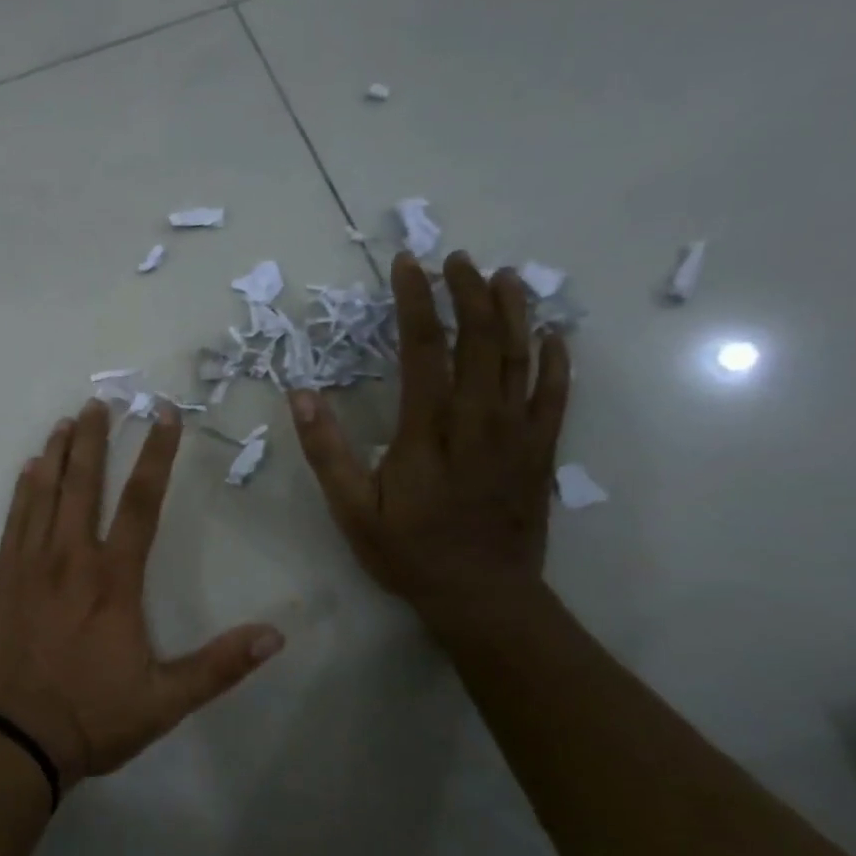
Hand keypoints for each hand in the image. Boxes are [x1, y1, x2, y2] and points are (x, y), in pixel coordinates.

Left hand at [0, 399, 285, 788]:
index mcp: (113, 581)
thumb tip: (276, 635)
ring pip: (44, 494)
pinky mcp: (0, 579)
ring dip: (57, 454)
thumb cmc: (92, 718)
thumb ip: (219, 666)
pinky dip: (23, 489)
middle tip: (100, 402)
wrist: (14, 740)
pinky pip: (13, 520)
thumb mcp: (166, 701)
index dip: (155, 455)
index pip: (141, 503)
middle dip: (95, 439)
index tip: (163, 416)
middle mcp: (70, 559)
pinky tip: (29, 469)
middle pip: (84, 484)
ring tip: (66, 422)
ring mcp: (29, 565)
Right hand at [290, 250, 570, 630]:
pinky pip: (555, 396)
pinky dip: (555, 361)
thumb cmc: (409, 552)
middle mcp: (478, 421)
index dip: (415, 301)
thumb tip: (300, 394)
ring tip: (505, 276)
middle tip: (457, 258)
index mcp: (427, 430)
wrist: (483, 597)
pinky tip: (553, 335)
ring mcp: (517, 434)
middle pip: (479, 341)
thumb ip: (326, 450)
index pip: (423, 349)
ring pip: (521, 359)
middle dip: (468, 293)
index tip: (408, 265)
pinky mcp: (540, 452)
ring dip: (514, 312)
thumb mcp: (351, 509)